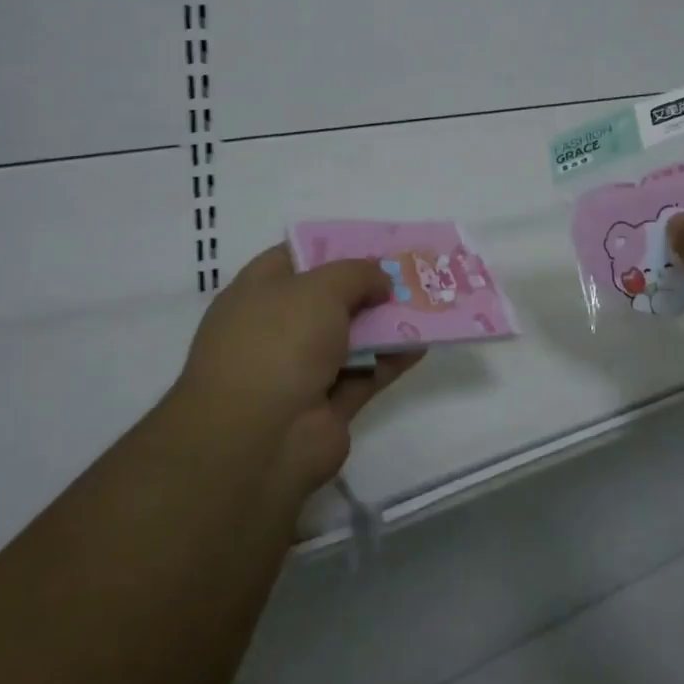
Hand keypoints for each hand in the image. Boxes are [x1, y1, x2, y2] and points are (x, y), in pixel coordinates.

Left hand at [169, 246, 421, 498]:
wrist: (259, 440)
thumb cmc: (278, 342)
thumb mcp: (320, 288)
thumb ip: (357, 274)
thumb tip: (380, 280)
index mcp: (257, 293)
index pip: (295, 259)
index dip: (333, 248)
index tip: (374, 243)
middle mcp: (275, 329)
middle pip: (328, 299)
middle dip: (368, 286)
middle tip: (410, 272)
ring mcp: (299, 372)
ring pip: (351, 338)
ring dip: (386, 323)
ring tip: (426, 303)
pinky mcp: (326, 408)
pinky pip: (365, 374)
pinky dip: (391, 359)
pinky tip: (423, 342)